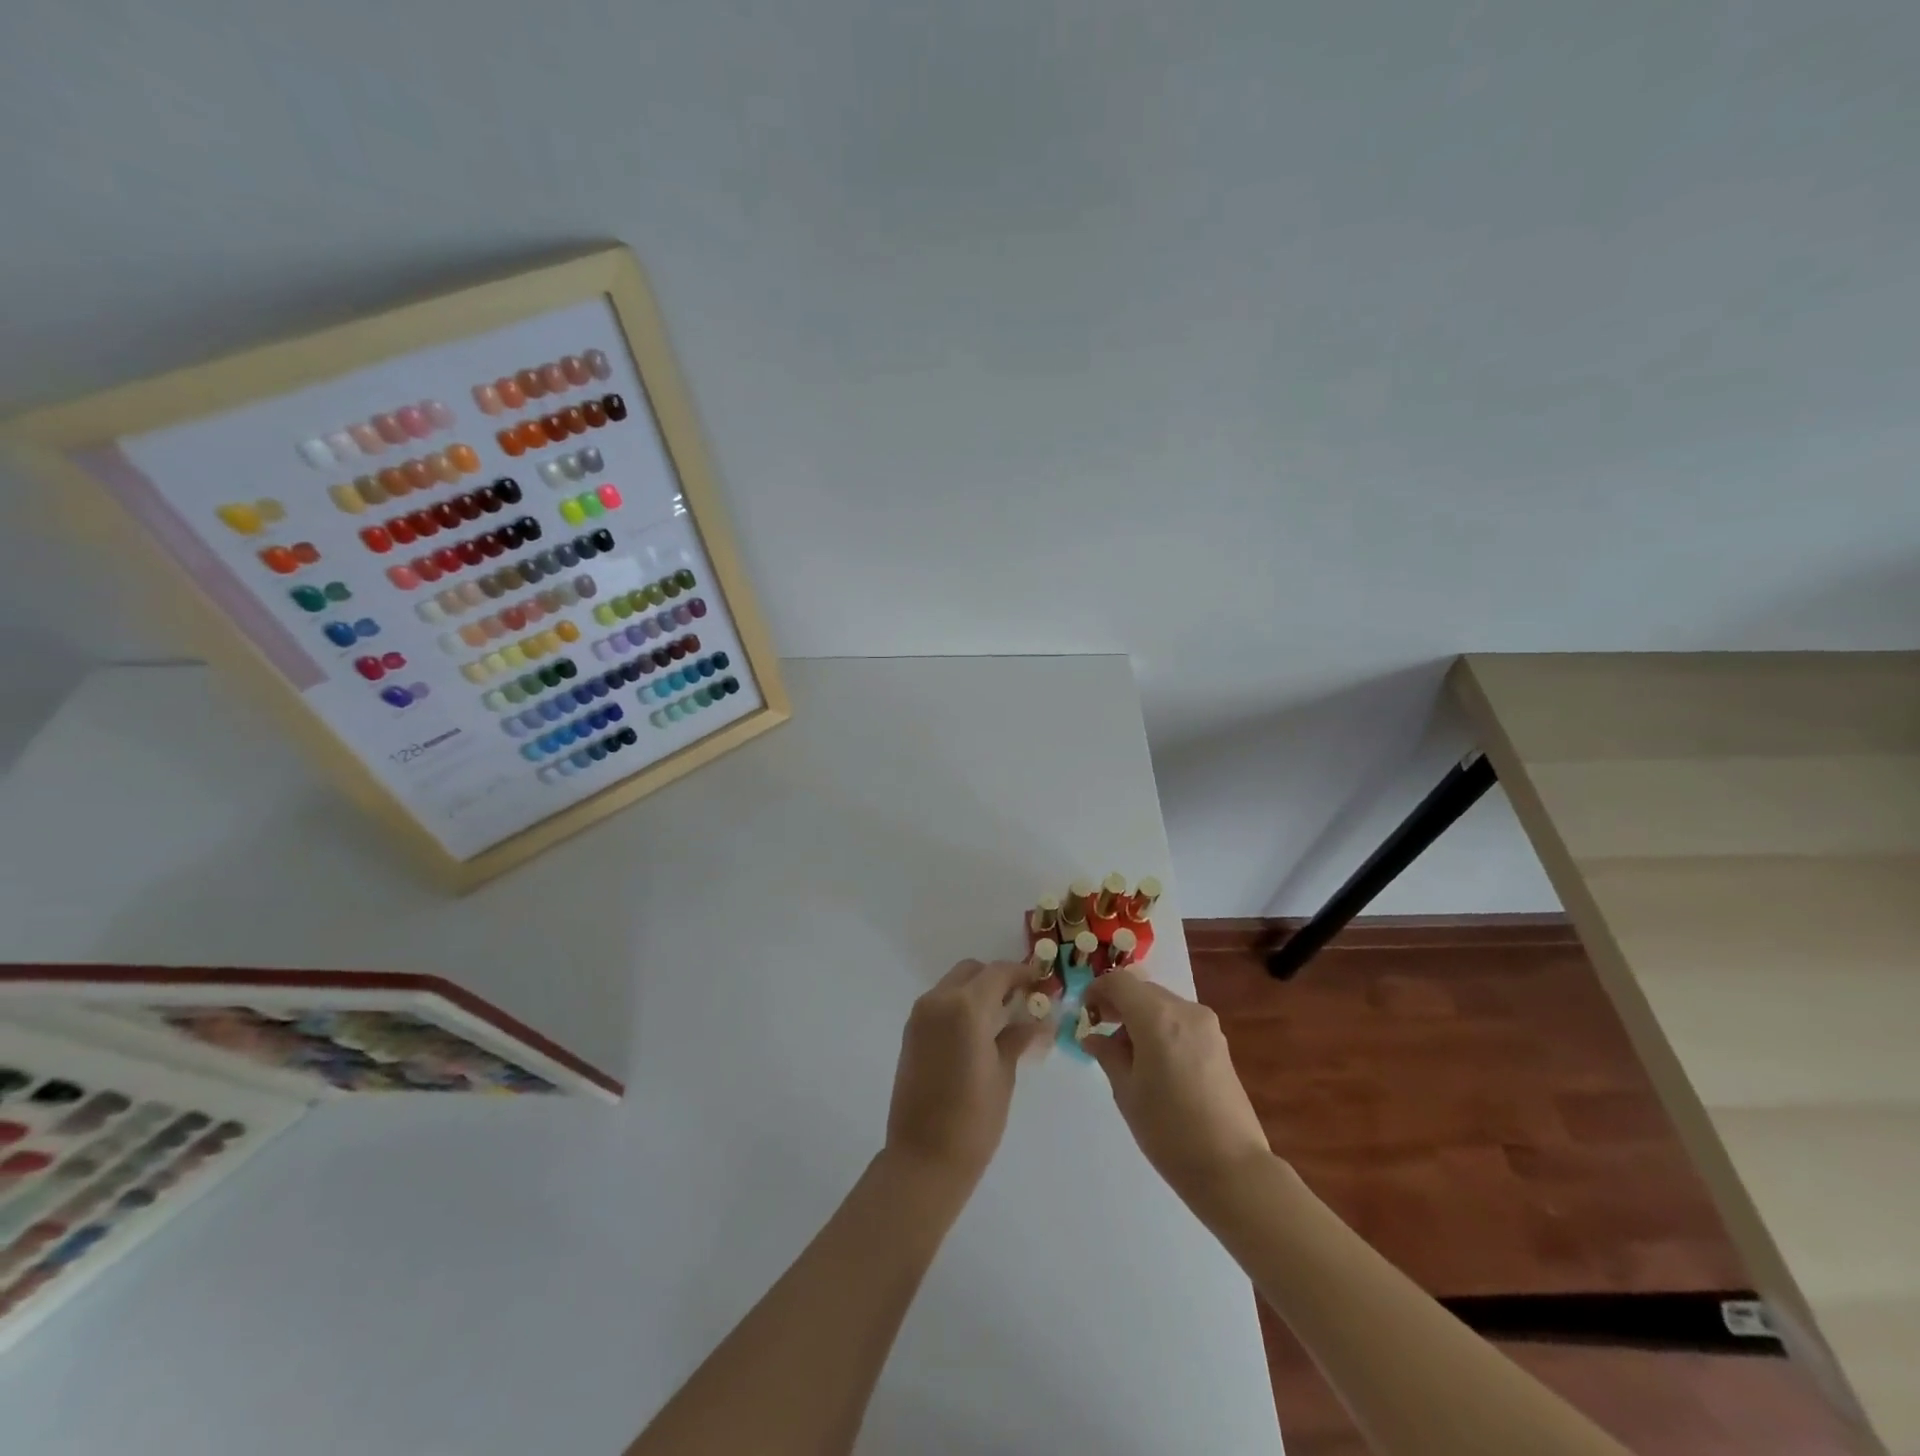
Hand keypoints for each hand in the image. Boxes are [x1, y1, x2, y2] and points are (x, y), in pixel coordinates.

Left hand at [885, 959, 1046, 1190]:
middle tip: (1021, 1001)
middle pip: (973, 971)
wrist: (923, 1158)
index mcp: (967, 1007)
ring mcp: (921, 1015)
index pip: (998, 972)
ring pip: (954, 984)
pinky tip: (977, 1033)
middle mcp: (939, 1000)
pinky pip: (940, 1003)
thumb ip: (1018, 1037)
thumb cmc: (973, 1120)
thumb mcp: (1004, 1074)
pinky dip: (960, 1006)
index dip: (1022, 973)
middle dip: (997, 979)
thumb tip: (1039, 1020)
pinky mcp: (911, 1031)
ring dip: (977, 992)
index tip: (1041, 983)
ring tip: (1001, 1020)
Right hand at [1082, 969, 1274, 1209]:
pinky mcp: (1219, 1043)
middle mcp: (1185, 1010)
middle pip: (1142, 989)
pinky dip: (1160, 1027)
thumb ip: (1107, 1055)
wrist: (1232, 1168)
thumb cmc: (1169, 1130)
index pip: (1119, 981)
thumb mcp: (1127, 1092)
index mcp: (1157, 1016)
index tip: (1084, 1014)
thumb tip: (1093, 1037)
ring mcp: (1207, 1025)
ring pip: (1162, 1004)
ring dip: (1139, 1016)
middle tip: (1100, 1032)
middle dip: (1118, 1004)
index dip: (1096, 990)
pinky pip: (1180, 1020)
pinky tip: (1154, 1062)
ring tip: (1126, 1054)